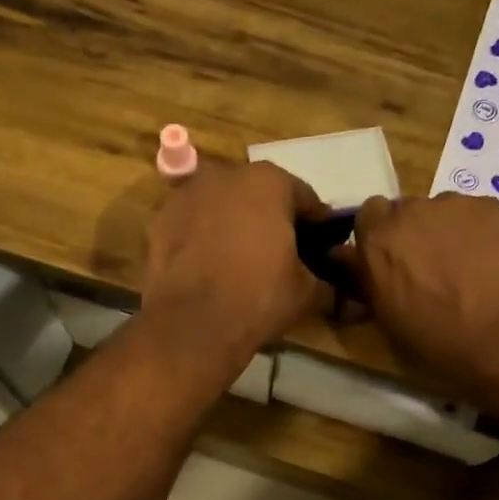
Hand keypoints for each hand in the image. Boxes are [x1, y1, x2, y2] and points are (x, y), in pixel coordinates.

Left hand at [141, 160, 331, 373]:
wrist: (192, 325)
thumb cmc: (258, 298)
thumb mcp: (306, 292)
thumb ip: (325, 280)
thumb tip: (341, 290)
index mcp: (269, 181)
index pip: (304, 198)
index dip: (316, 225)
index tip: (320, 248)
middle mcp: (225, 175)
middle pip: (257, 195)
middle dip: (270, 218)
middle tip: (279, 254)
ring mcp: (185, 195)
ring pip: (220, 206)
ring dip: (232, 225)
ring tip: (238, 262)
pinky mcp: (157, 221)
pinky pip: (190, 226)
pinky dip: (199, 239)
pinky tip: (207, 268)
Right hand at [346, 194, 498, 402]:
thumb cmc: (439, 342)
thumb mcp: (386, 322)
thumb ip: (366, 283)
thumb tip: (350, 262)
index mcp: (377, 242)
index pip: (366, 217)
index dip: (377, 238)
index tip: (387, 262)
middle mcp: (410, 212)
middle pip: (404, 211)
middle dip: (410, 233)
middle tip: (427, 268)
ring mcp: (454, 205)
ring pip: (441, 211)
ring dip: (444, 231)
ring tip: (466, 267)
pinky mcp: (494, 206)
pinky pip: (476, 213)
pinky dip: (478, 232)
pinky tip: (492, 262)